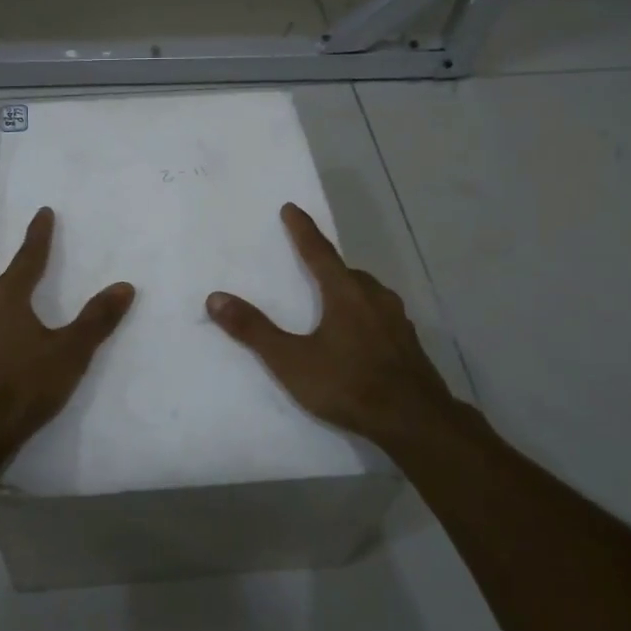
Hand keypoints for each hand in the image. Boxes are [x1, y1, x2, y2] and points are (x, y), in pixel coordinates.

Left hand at [0, 207, 133, 478]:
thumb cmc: (22, 386)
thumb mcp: (69, 353)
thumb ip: (96, 320)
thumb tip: (124, 286)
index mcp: (6, 297)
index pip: (27, 257)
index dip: (38, 235)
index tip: (42, 213)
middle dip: (10, 272)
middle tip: (25, 271)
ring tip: (9, 306)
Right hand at [207, 203, 457, 457]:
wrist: (415, 421)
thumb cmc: (348, 385)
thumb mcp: (291, 361)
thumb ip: (254, 330)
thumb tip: (216, 298)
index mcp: (346, 293)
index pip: (319, 252)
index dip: (302, 230)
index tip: (291, 208)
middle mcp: (374, 298)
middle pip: (347, 272)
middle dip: (327, 265)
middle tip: (310, 265)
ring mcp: (397, 321)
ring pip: (368, 294)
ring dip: (348, 291)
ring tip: (332, 302)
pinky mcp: (409, 344)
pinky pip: (381, 317)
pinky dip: (365, 316)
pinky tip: (359, 337)